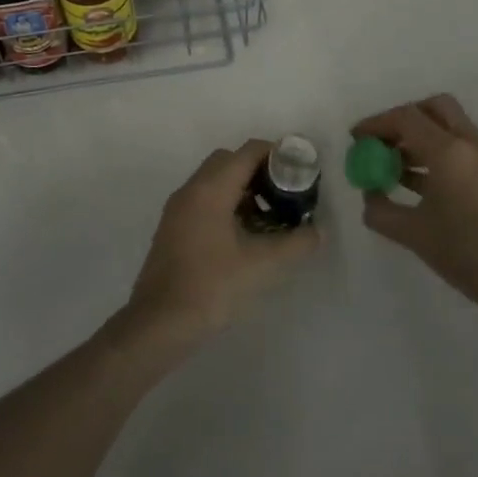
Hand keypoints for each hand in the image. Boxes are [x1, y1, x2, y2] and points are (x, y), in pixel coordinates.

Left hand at [122, 139, 320, 347]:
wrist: (159, 324)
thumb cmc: (212, 286)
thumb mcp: (263, 264)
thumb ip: (296, 243)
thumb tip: (318, 231)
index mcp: (211, 188)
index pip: (248, 151)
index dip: (277, 155)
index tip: (299, 173)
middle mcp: (191, 190)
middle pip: (230, 161)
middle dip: (260, 171)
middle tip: (285, 194)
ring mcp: (178, 209)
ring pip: (215, 182)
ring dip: (242, 190)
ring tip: (269, 218)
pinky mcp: (173, 229)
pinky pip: (204, 201)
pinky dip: (226, 206)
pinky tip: (244, 237)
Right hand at [353, 95, 477, 322]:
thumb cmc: (466, 254)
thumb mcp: (413, 234)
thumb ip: (381, 210)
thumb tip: (369, 194)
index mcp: (450, 151)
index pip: (406, 118)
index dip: (376, 124)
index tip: (356, 139)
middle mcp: (470, 143)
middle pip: (433, 108)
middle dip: (403, 119)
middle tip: (382, 142)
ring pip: (448, 126)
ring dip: (419, 136)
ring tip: (393, 166)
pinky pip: (460, 146)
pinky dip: (436, 151)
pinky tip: (417, 182)